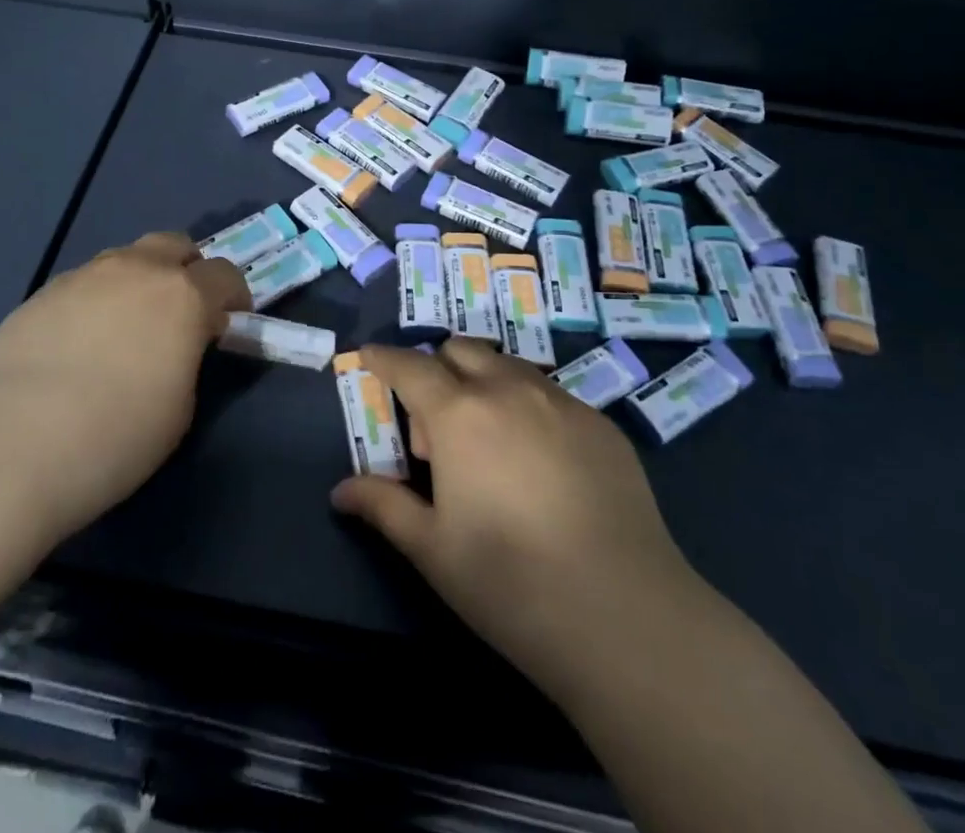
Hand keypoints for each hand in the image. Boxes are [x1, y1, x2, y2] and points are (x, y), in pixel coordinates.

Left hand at [0, 232, 248, 545]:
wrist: (2, 446)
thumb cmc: (111, 438)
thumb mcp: (178, 410)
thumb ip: (186, 362)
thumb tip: (173, 349)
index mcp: (183, 296)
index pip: (226, 275)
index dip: (234, 298)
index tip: (227, 326)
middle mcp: (137, 270)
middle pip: (175, 245)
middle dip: (188, 271)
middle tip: (182, 314)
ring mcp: (85, 276)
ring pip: (127, 258)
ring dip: (141, 281)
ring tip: (126, 330)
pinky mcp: (43, 292)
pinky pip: (87, 282)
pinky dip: (99, 299)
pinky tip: (80, 343)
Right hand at [331, 338, 700, 700]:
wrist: (624, 614)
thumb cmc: (509, 582)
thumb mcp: (432, 549)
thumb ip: (384, 506)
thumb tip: (341, 491)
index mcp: (460, 413)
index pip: (410, 366)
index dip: (384, 357)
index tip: (369, 355)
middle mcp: (509, 390)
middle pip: (461, 351)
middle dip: (438, 370)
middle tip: (438, 430)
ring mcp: (561, 402)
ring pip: (509, 366)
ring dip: (485, 383)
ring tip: (490, 442)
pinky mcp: (602, 425)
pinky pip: (551, 394)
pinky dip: (528, 406)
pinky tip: (541, 463)